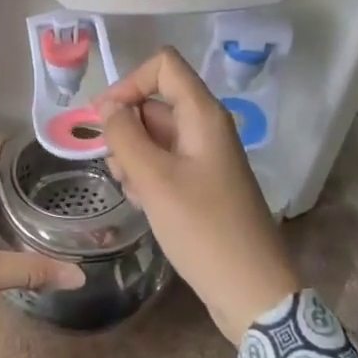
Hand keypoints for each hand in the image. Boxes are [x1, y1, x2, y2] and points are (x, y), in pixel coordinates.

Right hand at [95, 48, 300, 344]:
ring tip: (133, 191)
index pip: (163, 65)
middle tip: (117, 167)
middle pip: (154, 102)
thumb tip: (107, 105)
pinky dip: (147, 175)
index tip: (104, 118)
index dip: (129, 82)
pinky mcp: (202, 183)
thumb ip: (124, 135)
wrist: (252, 292)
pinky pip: (165, 162)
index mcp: (203, 115)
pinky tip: (143, 204)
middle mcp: (206, 127)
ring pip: (155, 134)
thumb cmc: (203, 229)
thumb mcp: (154, 180)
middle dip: (126, 128)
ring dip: (133, 156)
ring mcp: (205, 156)